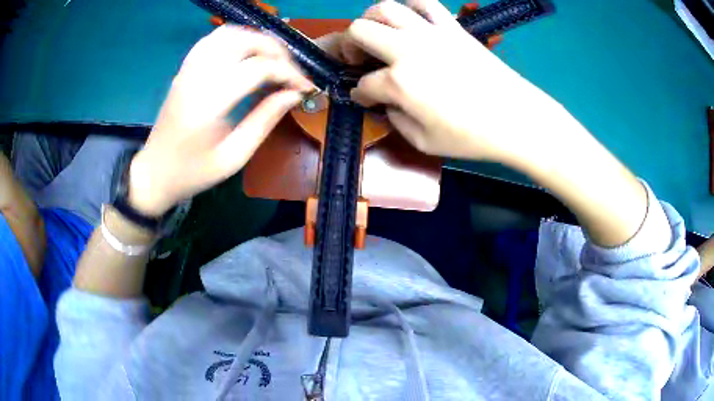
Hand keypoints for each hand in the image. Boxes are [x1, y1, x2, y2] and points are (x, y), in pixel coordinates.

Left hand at [128, 26, 312, 216]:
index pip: (258, 69)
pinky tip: (246, 53)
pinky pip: (213, 39)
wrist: (154, 173)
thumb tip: (294, 95)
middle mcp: (197, 77)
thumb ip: (265, 121)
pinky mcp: (184, 69)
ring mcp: (188, 69)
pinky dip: (236, 38)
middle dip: (277, 52)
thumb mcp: (234, 157)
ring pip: (230, 33)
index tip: (305, 88)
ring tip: (273, 61)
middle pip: (245, 42)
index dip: (288, 73)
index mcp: (208, 103)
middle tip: (292, 73)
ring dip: (257, 41)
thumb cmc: (193, 172)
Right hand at [333, 0, 566, 168]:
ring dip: (372, 18)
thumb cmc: (471, 136)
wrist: (516, 118)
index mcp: (398, 82)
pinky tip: (412, 18)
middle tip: (358, 57)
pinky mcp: (452, 27)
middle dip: (349, 44)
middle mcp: (407, 49)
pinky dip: (412, 5)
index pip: (364, 84)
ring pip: (386, 8)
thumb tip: (388, 104)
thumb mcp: (424, 143)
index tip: (363, 97)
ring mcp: (430, 33)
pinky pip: (426, 3)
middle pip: (359, 31)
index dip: (359, 93)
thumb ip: (396, 121)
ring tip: (377, 31)